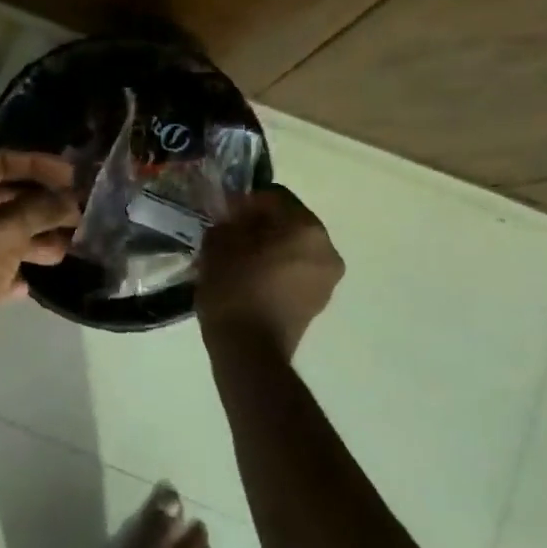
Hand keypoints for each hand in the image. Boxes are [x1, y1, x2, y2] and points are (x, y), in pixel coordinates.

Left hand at [0, 149, 80, 392]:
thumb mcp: (3, 232)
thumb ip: (40, 210)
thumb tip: (70, 200)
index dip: (37, 164)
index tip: (72, 177)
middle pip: (1, 195)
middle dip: (40, 204)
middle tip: (76, 214)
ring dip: (33, 237)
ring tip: (67, 249)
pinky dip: (12, 269)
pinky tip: (33, 282)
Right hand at [196, 186, 343, 359]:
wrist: (249, 351)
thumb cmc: (234, 289)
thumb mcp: (219, 244)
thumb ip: (229, 221)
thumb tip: (236, 219)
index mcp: (306, 228)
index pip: (274, 196)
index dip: (245, 201)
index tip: (224, 214)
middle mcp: (326, 248)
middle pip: (289, 221)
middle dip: (260, 224)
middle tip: (230, 234)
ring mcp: (327, 278)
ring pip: (294, 247)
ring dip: (269, 247)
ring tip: (239, 259)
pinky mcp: (319, 301)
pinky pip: (296, 271)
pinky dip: (277, 268)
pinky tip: (251, 279)